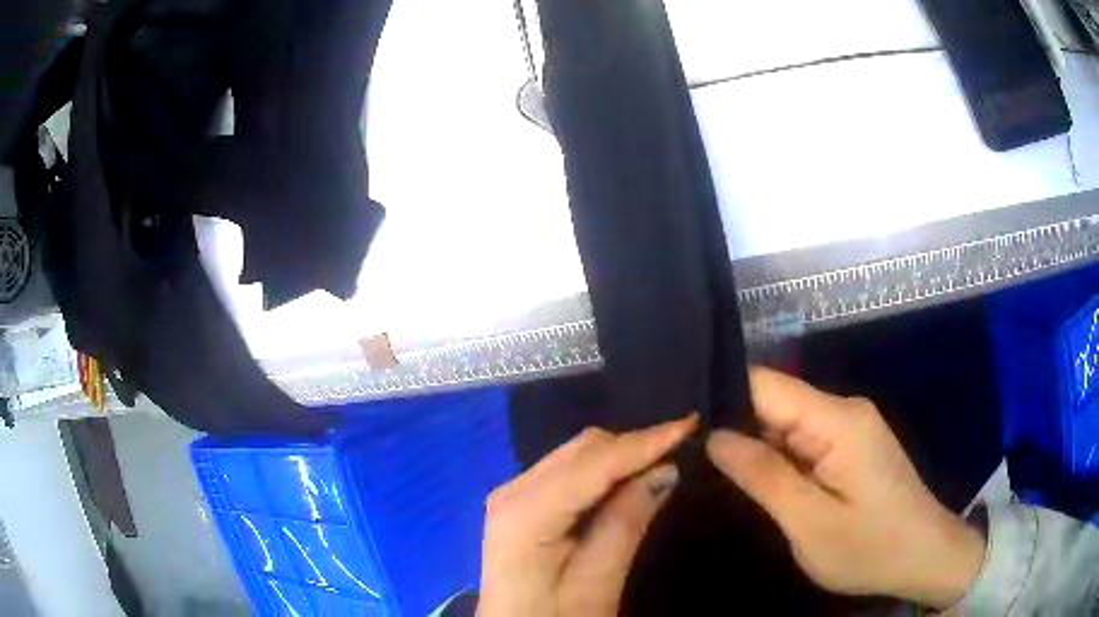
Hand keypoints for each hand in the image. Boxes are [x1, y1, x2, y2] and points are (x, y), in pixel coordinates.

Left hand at [478, 415, 696, 616]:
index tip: (690, 425)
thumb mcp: (595, 586)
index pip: (592, 463)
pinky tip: (628, 477)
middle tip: (682, 446)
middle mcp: (512, 491)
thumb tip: (664, 470)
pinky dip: (602, 469)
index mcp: (525, 514)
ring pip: (575, 455)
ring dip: (620, 454)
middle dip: (633, 445)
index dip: (643, 442)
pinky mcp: (520, 504)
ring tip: (664, 458)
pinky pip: (567, 471)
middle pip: (581, 450)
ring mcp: (512, 495)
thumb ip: (625, 524)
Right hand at [706, 368, 985, 609]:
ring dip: (755, 447)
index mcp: (838, 421)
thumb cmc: (871, 548)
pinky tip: (758, 480)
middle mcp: (844, 410)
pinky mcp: (851, 445)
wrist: (925, 556)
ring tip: (715, 474)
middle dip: (735, 428)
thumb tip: (715, 437)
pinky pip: (803, 439)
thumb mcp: (810, 523)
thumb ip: (764, 477)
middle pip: (775, 401)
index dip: (723, 400)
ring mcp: (850, 427)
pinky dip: (778, 458)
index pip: (766, 385)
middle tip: (692, 462)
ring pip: (787, 423)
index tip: (684, 428)